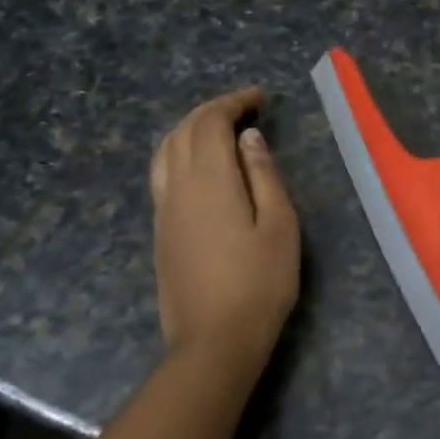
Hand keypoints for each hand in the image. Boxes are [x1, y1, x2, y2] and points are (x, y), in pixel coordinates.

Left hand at [151, 88, 299, 377]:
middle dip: (210, 111)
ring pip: (164, 151)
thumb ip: (263, 175)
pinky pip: (162, 174)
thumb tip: (248, 138)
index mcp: (209, 180)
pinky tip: (199, 166)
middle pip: (182, 131)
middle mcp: (176, 187)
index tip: (259, 98)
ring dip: (189, 130)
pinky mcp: (160, 231)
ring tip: (218, 130)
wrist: (214, 341)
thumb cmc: (260, 283)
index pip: (210, 123)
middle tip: (243, 108)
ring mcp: (163, 210)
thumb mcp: (279, 226)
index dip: (232, 103)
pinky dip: (179, 153)